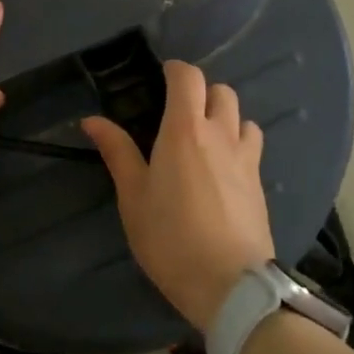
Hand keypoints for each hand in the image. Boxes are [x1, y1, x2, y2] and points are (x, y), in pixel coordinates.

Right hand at [82, 61, 272, 330]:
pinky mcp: (260, 182)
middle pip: (221, 91)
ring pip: (242, 117)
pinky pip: (252, 146)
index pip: (189, 78)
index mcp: (185, 129)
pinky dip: (238, 143)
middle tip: (179, 112)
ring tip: (205, 139)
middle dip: (201, 92)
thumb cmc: (170, 237)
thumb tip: (92, 120)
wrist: (229, 283)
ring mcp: (246, 158)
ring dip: (225, 117)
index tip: (162, 77)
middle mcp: (221, 133)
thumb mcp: (133, 197)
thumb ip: (117, 152)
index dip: (176, 70)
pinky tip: (223, 168)